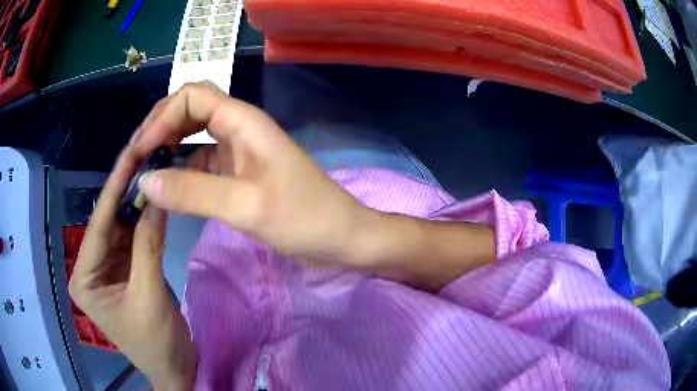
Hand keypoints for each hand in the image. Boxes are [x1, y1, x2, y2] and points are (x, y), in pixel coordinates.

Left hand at [69, 148, 195, 389]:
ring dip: (137, 201)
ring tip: (152, 167)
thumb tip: (156, 197)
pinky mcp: (124, 268)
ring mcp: (107, 267)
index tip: (131, 152)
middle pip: (109, 223)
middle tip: (146, 152)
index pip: (99, 227)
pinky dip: (145, 219)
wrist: (174, 369)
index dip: (115, 188)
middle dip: (126, 190)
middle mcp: (90, 268)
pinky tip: (155, 198)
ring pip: (122, 226)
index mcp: (84, 279)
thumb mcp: (150, 296)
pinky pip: (133, 238)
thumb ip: (149, 245)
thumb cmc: (156, 343)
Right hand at [133, 82, 373, 264]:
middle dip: (159, 128)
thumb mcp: (246, 206)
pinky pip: (201, 161)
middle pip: (189, 110)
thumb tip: (145, 182)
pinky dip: (181, 169)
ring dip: (167, 148)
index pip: (192, 97)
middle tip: (136, 159)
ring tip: (145, 172)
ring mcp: (238, 150)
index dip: (161, 117)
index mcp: (244, 122)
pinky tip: (167, 186)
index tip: (141, 152)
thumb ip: (193, 193)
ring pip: (193, 136)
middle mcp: (239, 128)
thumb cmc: (304, 218)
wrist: (340, 236)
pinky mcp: (238, 172)